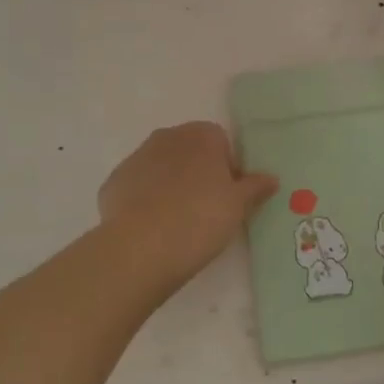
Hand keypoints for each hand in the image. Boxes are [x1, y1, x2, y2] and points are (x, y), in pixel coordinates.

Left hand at [98, 122, 276, 294]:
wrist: (141, 247)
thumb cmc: (200, 219)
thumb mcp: (238, 206)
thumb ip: (255, 187)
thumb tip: (271, 178)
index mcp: (201, 136)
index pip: (221, 142)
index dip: (228, 168)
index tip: (229, 197)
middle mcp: (167, 137)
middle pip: (189, 151)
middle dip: (198, 173)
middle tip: (207, 209)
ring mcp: (135, 158)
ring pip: (160, 167)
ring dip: (170, 185)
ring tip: (178, 222)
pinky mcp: (113, 183)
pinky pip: (136, 188)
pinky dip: (144, 202)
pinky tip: (151, 228)